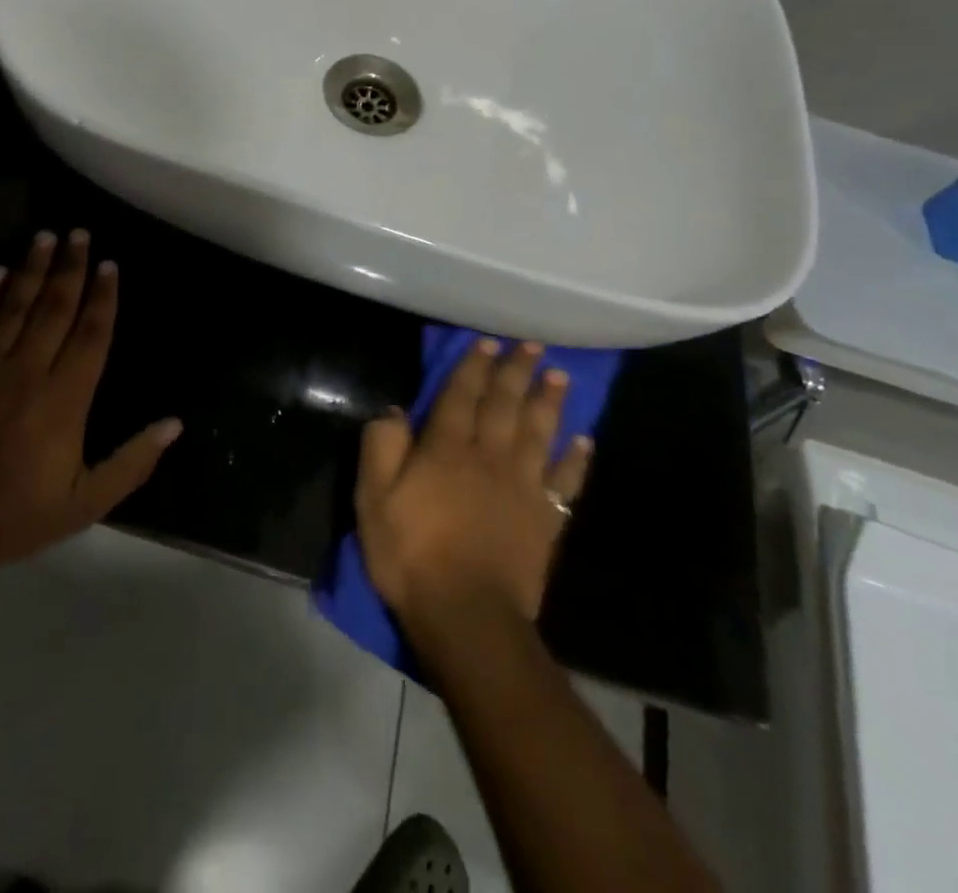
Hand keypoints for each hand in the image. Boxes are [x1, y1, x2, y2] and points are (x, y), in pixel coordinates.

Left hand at [0, 230, 181, 567]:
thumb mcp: (87, 502)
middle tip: (80, 233)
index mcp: (66, 398)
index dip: (103, 297)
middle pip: (55, 307)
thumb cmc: (19, 515)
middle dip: (70, 267)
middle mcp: (29, 371)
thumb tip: (174, 424)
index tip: (110, 265)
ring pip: (14, 306)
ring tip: (45, 237)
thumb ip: (132, 462)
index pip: (91, 334)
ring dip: (31, 269)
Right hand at [355, 339, 592, 628]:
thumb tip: (394, 410)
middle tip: (533, 346)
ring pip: (537, 432)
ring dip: (548, 402)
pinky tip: (584, 441)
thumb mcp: (373, 498)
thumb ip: (382, 447)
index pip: (460, 396)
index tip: (487, 341)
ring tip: (560, 376)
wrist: (467, 616)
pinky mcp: (544, 518)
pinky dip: (575, 459)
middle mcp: (488, 456)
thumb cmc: (412, 555)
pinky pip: (564, 481)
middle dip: (516, 372)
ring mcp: (521, 486)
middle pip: (504, 404)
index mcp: (446, 448)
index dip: (473, 366)